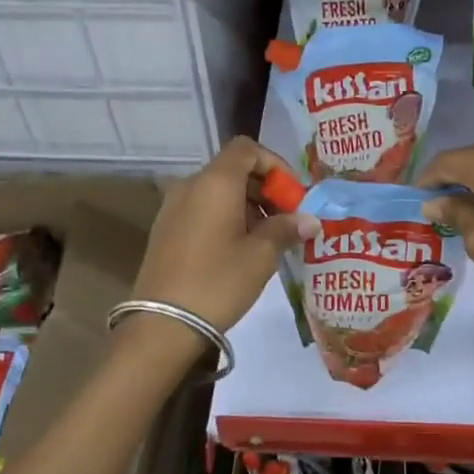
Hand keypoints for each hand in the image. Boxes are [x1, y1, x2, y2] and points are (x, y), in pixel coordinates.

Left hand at [130, 137, 312, 332]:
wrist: (163, 324)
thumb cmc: (218, 281)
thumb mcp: (261, 255)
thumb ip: (287, 229)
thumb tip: (310, 220)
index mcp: (215, 182)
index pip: (247, 149)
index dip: (275, 165)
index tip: (293, 195)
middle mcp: (190, 185)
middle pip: (233, 170)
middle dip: (265, 189)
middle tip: (288, 220)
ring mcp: (173, 207)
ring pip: (218, 192)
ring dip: (248, 205)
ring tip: (268, 239)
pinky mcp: (166, 230)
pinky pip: (203, 209)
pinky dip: (227, 218)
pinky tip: (241, 250)